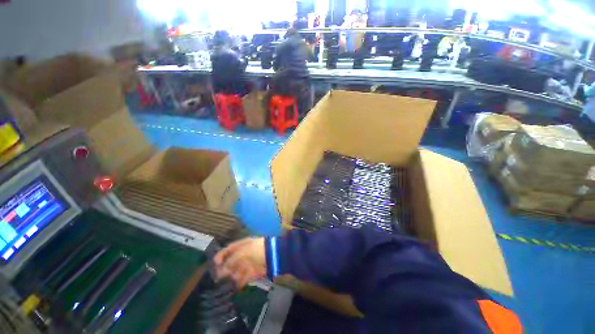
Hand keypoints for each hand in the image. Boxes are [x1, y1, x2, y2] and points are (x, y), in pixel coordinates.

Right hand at [214, 237, 266, 288]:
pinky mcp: (252, 273)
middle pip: (231, 262)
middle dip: (225, 269)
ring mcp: (248, 264)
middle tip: (218, 277)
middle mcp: (244, 254)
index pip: (229, 249)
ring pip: (236, 271)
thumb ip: (231, 260)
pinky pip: (243, 279)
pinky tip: (234, 287)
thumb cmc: (256, 250)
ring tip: (225, 283)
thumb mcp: (243, 252)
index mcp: (242, 246)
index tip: (215, 264)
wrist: (272, 256)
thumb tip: (222, 270)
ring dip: (231, 277)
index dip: (221, 255)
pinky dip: (239, 284)